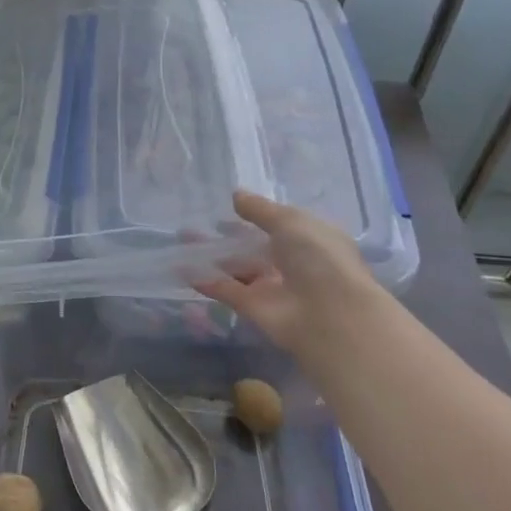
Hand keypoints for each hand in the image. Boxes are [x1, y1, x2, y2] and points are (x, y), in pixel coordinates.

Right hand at [194, 191, 391, 356]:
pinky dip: (206, 280)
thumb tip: (236, 195)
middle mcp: (291, 263)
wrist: (329, 315)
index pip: (279, 225)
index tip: (228, 208)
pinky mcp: (253, 308)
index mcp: (309, 240)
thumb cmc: (318, 258)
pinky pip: (225, 289)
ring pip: (237, 267)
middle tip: (198, 223)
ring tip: (182, 240)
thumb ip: (260, 209)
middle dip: (228, 236)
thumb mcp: (290, 221)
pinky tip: (181, 267)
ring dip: (212, 255)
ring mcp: (271, 287)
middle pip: (254, 247)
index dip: (255, 216)